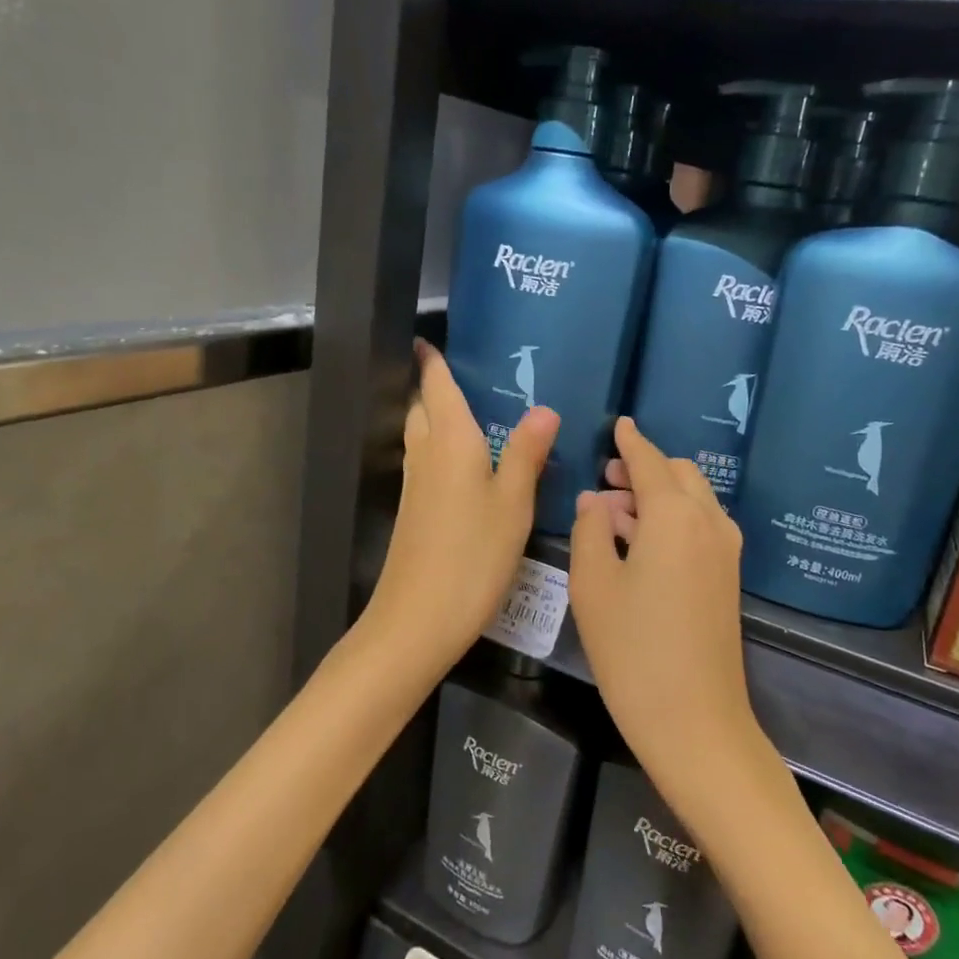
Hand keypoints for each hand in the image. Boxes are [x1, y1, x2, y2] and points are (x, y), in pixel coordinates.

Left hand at [358, 342, 558, 681]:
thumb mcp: (512, 502)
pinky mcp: (414, 513)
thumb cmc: (473, 555)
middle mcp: (426, 455)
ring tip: (474, 415)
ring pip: (421, 437)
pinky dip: (442, 450)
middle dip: (435, 388)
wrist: (418, 618)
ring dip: (437, 419)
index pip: (436, 387)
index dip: (432, 362)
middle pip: (423, 409)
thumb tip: (544, 408)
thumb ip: (526, 453)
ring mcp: (415, 486)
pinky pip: (427, 464)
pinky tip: (468, 467)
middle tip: (468, 377)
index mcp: (450, 442)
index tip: (429, 339)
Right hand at [568, 418, 763, 797]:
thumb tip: (595, 501)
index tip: (618, 425)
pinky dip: (672, 519)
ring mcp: (725, 552)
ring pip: (693, 501)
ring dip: (657, 495)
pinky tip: (640, 543)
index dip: (630, 441)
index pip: (650, 460)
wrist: (695, 720)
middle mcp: (708, 522)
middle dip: (644, 468)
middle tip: (605, 480)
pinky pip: (700, 527)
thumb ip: (590, 530)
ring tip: (613, 514)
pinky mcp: (727, 579)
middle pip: (679, 475)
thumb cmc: (633, 650)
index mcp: (675, 515)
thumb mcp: (594, 585)